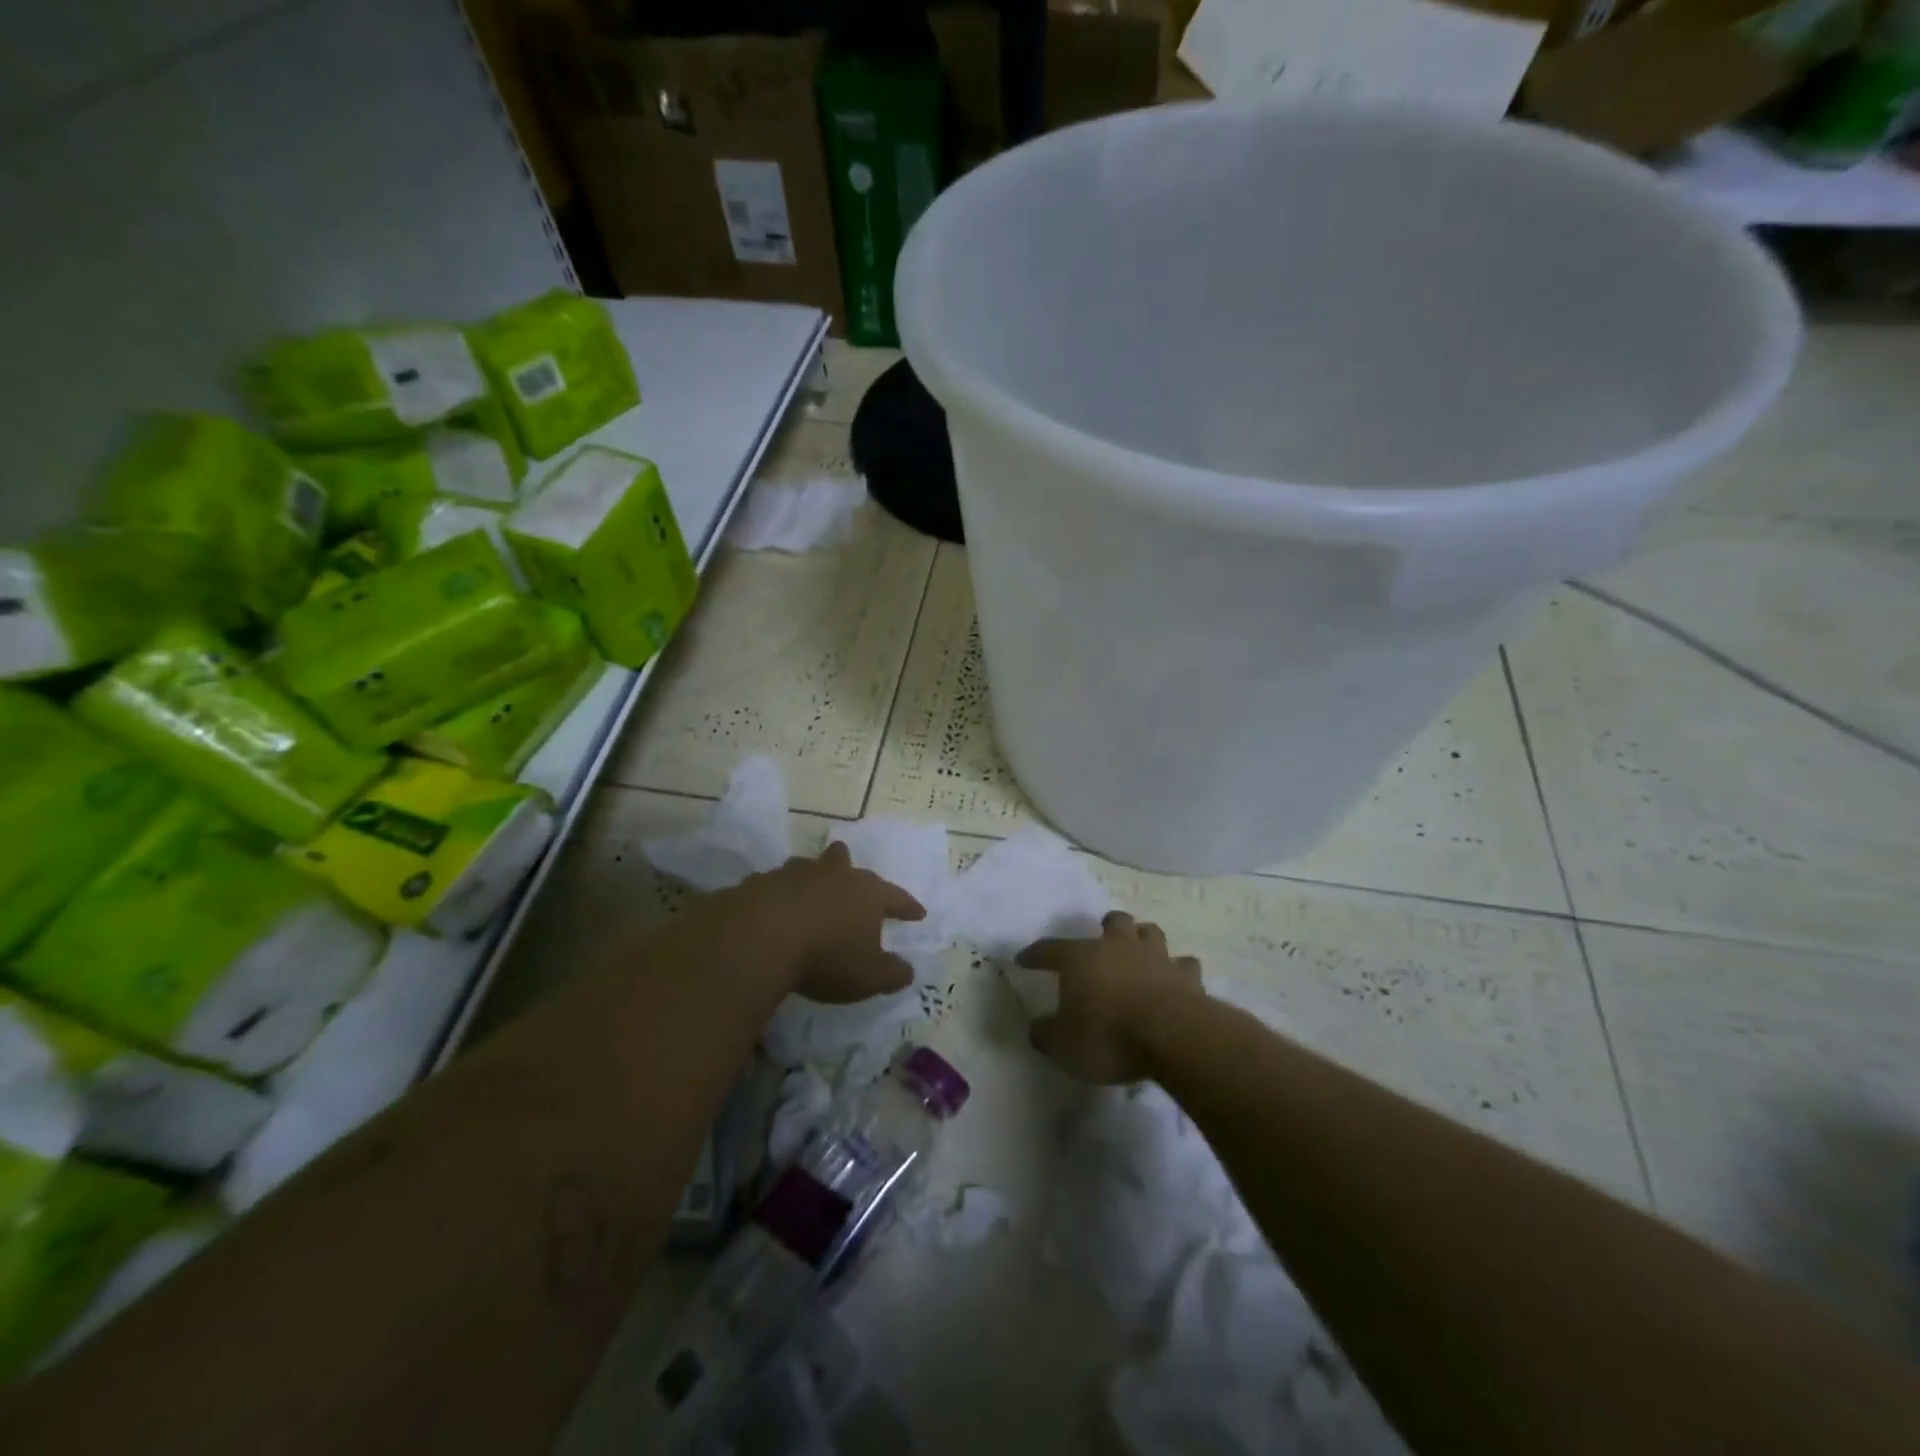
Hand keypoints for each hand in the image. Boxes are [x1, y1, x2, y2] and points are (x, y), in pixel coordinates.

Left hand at [714, 841, 925, 1003]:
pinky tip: (771, 908)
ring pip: (806, 867)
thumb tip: (908, 971)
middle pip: (844, 860)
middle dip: (848, 867)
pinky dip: (775, 895)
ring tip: (808, 891)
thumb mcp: (868, 977)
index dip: (908, 906)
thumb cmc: (826, 957)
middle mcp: (832, 875)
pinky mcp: (758, 883)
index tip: (918, 913)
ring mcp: (793, 875)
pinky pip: (772, 885)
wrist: (759, 938)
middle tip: (849, 873)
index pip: (896, 897)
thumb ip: (891, 974)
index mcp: (866, 893)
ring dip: (810, 877)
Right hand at [1016, 912, 1204, 1083]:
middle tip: (1102, 940)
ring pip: (1150, 932)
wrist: (1171, 1036)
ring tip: (1140, 952)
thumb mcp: (1063, 1045)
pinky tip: (1175, 980)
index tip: (1023, 960)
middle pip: (1114, 921)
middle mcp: (1118, 947)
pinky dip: (1178, 970)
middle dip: (1107, 926)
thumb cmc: (1108, 1036)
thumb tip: (1037, 1028)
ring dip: (1143, 939)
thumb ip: (1047, 1035)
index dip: (1035, 954)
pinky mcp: (1187, 977)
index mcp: (1081, 958)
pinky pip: (1184, 965)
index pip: (1050, 949)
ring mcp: (1156, 958)